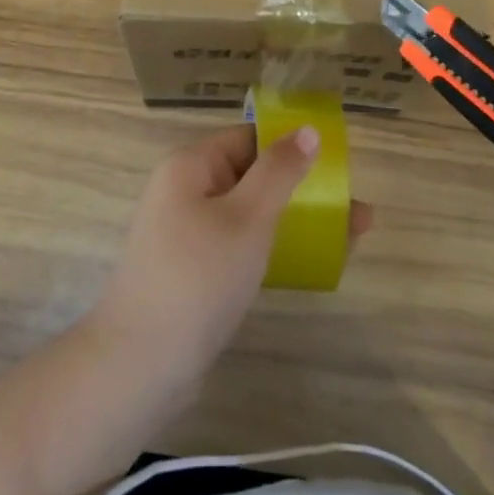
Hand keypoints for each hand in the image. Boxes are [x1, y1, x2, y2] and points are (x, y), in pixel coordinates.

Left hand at [92, 124, 372, 384]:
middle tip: (354, 210)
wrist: (139, 366)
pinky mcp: (191, 271)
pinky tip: (304, 265)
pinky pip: (238, 244)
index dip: (290, 145)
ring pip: (249, 213)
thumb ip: (279, 172)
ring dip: (293, 220)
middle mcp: (184, 190)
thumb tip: (306, 129)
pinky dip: (271, 247)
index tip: (335, 162)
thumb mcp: (246, 218)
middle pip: (251, 175)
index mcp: (190, 165)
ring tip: (348, 238)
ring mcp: (185, 233)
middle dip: (302, 189)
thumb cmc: (198, 277)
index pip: (248, 138)